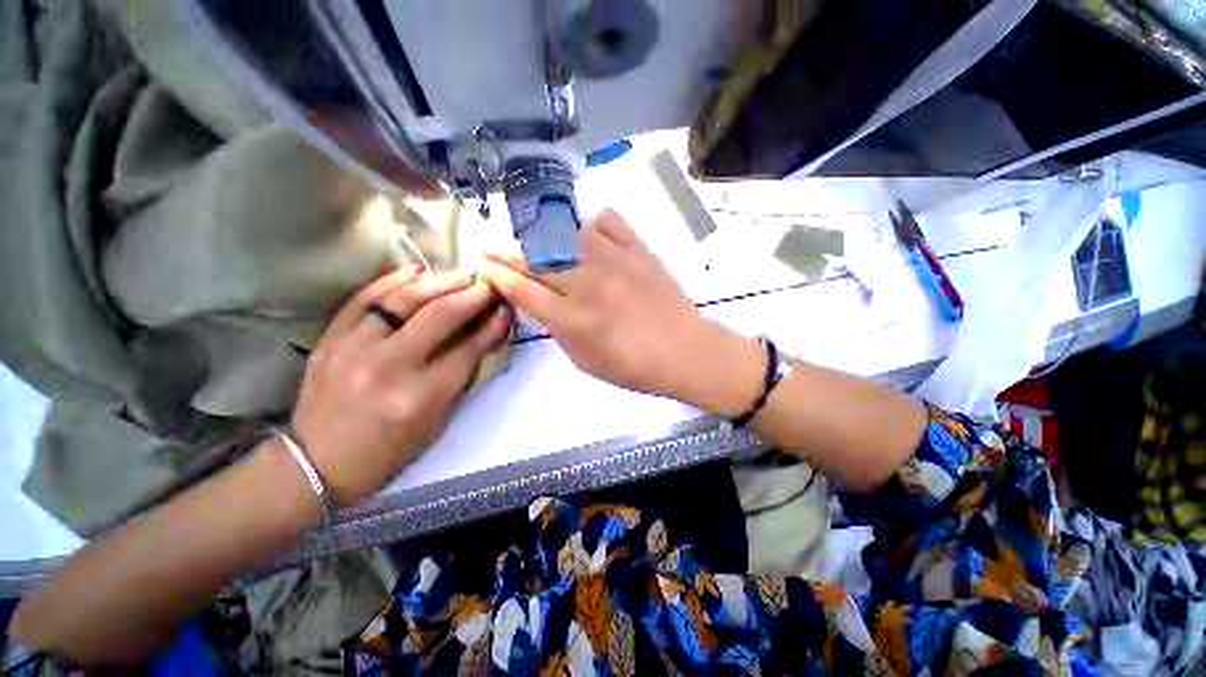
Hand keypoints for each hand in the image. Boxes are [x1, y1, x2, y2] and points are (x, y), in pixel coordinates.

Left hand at [290, 267, 511, 504]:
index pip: (470, 348)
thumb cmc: (390, 451)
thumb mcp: (439, 421)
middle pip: (441, 316)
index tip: (507, 308)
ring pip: (404, 300)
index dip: (494, 325)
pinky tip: (416, 271)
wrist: (317, 465)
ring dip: (439, 282)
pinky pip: (363, 299)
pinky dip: (392, 281)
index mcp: (422, 396)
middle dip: (472, 295)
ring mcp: (354, 349)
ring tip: (461, 274)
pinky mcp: (329, 340)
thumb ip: (462, 376)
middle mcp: (390, 367)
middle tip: (488, 284)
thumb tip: (483, 337)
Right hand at [479, 210, 763, 415]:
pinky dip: (593, 223)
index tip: (482, 266)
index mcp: (570, 317)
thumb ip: (558, 330)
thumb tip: (544, 304)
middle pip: (534, 259)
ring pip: (566, 233)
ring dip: (544, 236)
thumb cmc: (632, 366)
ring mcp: (613, 260)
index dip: (496, 276)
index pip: (521, 289)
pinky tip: (589, 232)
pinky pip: (609, 221)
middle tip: (490, 245)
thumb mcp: (584, 361)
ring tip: (538, 240)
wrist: (683, 351)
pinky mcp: (638, 249)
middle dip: (505, 252)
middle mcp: (585, 282)